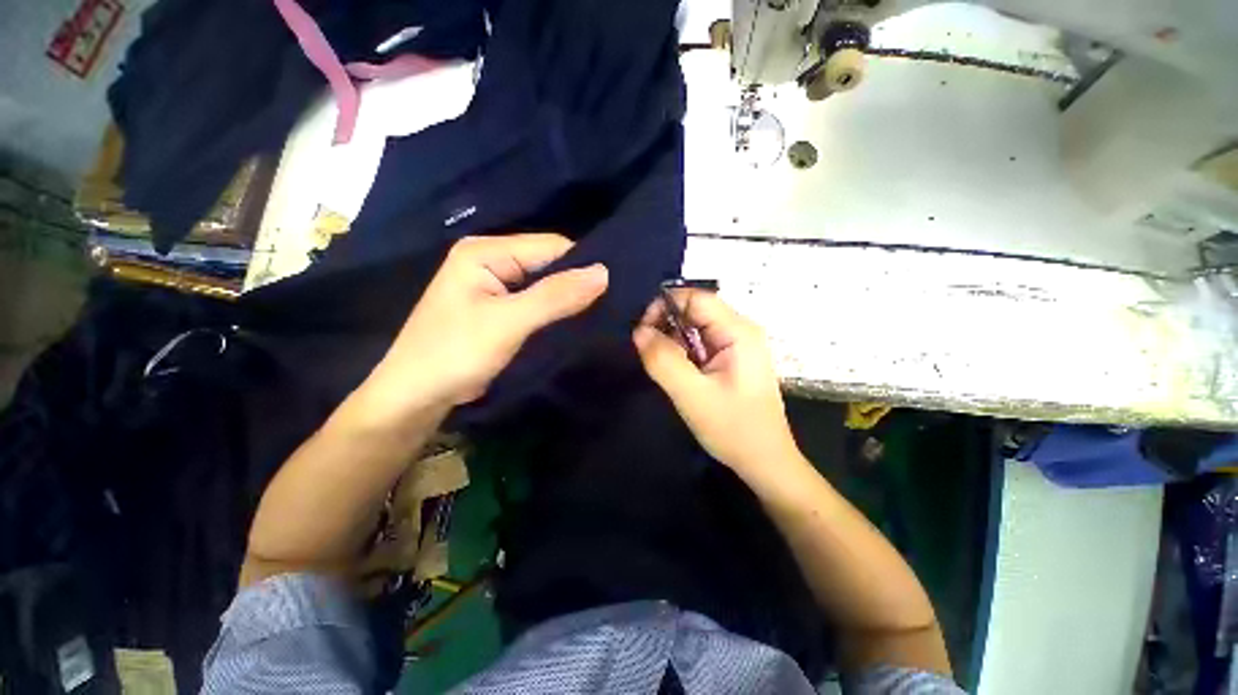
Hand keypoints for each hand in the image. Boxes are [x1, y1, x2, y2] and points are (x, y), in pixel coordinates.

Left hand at [357, 234, 607, 418]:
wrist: (417, 395)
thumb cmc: (454, 353)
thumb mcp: (508, 323)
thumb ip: (555, 296)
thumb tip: (604, 272)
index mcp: (486, 251)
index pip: (550, 247)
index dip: (583, 264)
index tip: (617, 284)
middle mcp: (492, 259)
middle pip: (549, 264)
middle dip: (578, 282)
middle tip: (615, 300)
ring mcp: (496, 284)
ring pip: (546, 285)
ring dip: (570, 298)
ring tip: (605, 310)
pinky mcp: (501, 307)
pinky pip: (538, 302)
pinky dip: (557, 311)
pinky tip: (580, 319)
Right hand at [633, 290, 799, 481]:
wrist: (765, 461)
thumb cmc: (734, 429)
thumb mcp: (692, 396)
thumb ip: (663, 360)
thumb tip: (638, 330)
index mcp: (738, 331)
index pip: (695, 298)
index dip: (664, 306)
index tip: (642, 331)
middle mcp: (740, 330)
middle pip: (695, 310)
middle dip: (667, 325)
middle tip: (647, 351)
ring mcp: (737, 344)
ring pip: (695, 327)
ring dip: (673, 340)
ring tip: (660, 364)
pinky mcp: (731, 358)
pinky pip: (700, 342)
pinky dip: (682, 351)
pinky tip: (676, 371)